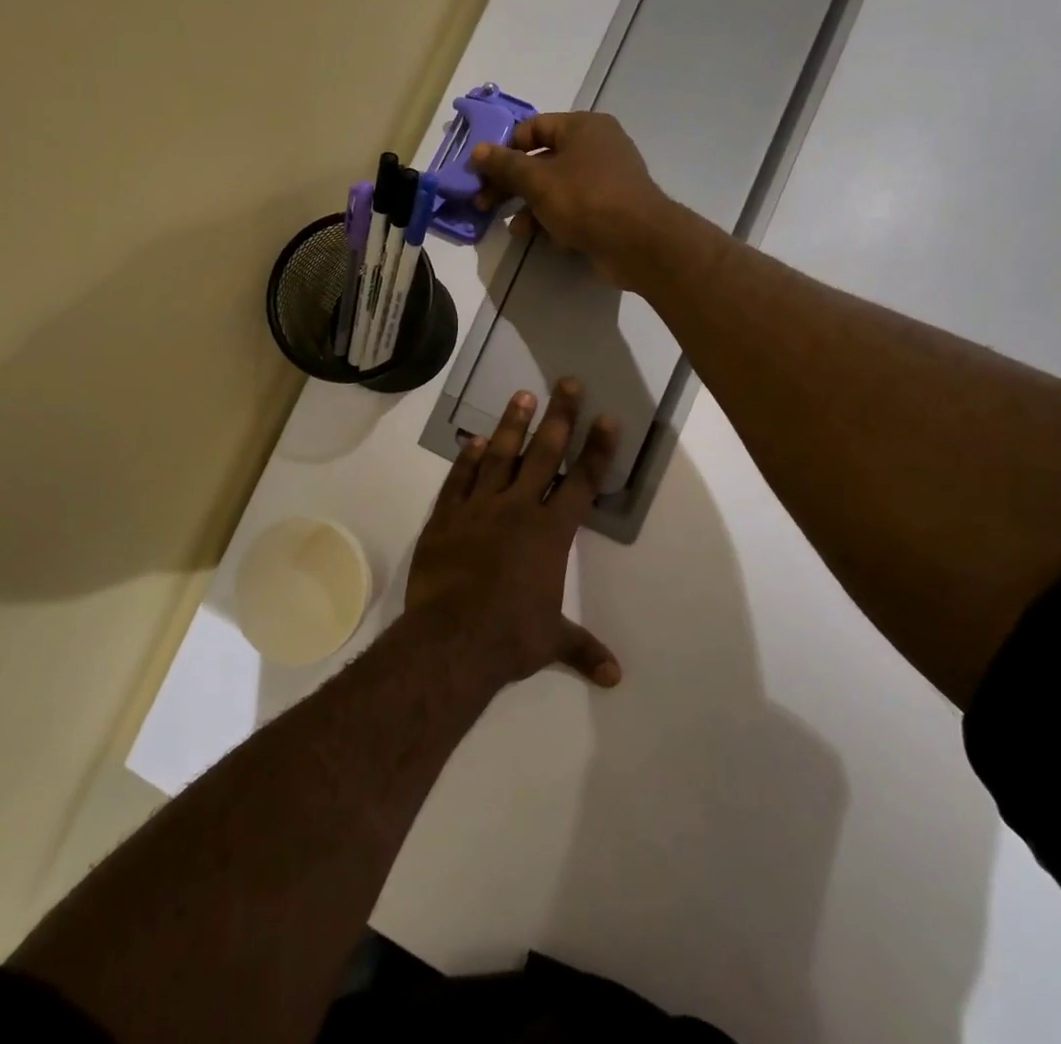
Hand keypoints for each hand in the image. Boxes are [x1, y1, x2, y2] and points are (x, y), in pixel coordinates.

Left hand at [405, 379, 621, 687]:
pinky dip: (467, 459)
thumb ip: (582, 648)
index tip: (607, 418)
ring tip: (522, 395)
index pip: (582, 484)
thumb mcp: (551, 641)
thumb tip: (614, 677)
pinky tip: (475, 440)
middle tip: (566, 382)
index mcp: (550, 533)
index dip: (597, 450)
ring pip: (499, 457)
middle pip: (543, 454)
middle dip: (559, 417)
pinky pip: (458, 480)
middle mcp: (517, 509)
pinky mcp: (445, 517)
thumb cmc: (510, 636)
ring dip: (512, 425)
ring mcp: (478, 509)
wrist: (451, 637)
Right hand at [471, 112, 674, 289]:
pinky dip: (554, 220)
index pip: (533, 127)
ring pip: (556, 188)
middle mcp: (597, 146)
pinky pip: (573, 208)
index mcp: (583, 127)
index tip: (482, 173)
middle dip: (512, 184)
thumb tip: (478, 151)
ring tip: (515, 230)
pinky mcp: (609, 209)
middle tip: (485, 204)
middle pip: (542, 160)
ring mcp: (605, 179)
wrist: (638, 242)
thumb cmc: (585, 199)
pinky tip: (540, 238)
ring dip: (530, 207)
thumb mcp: (537, 180)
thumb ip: (505, 165)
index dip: (505, 149)